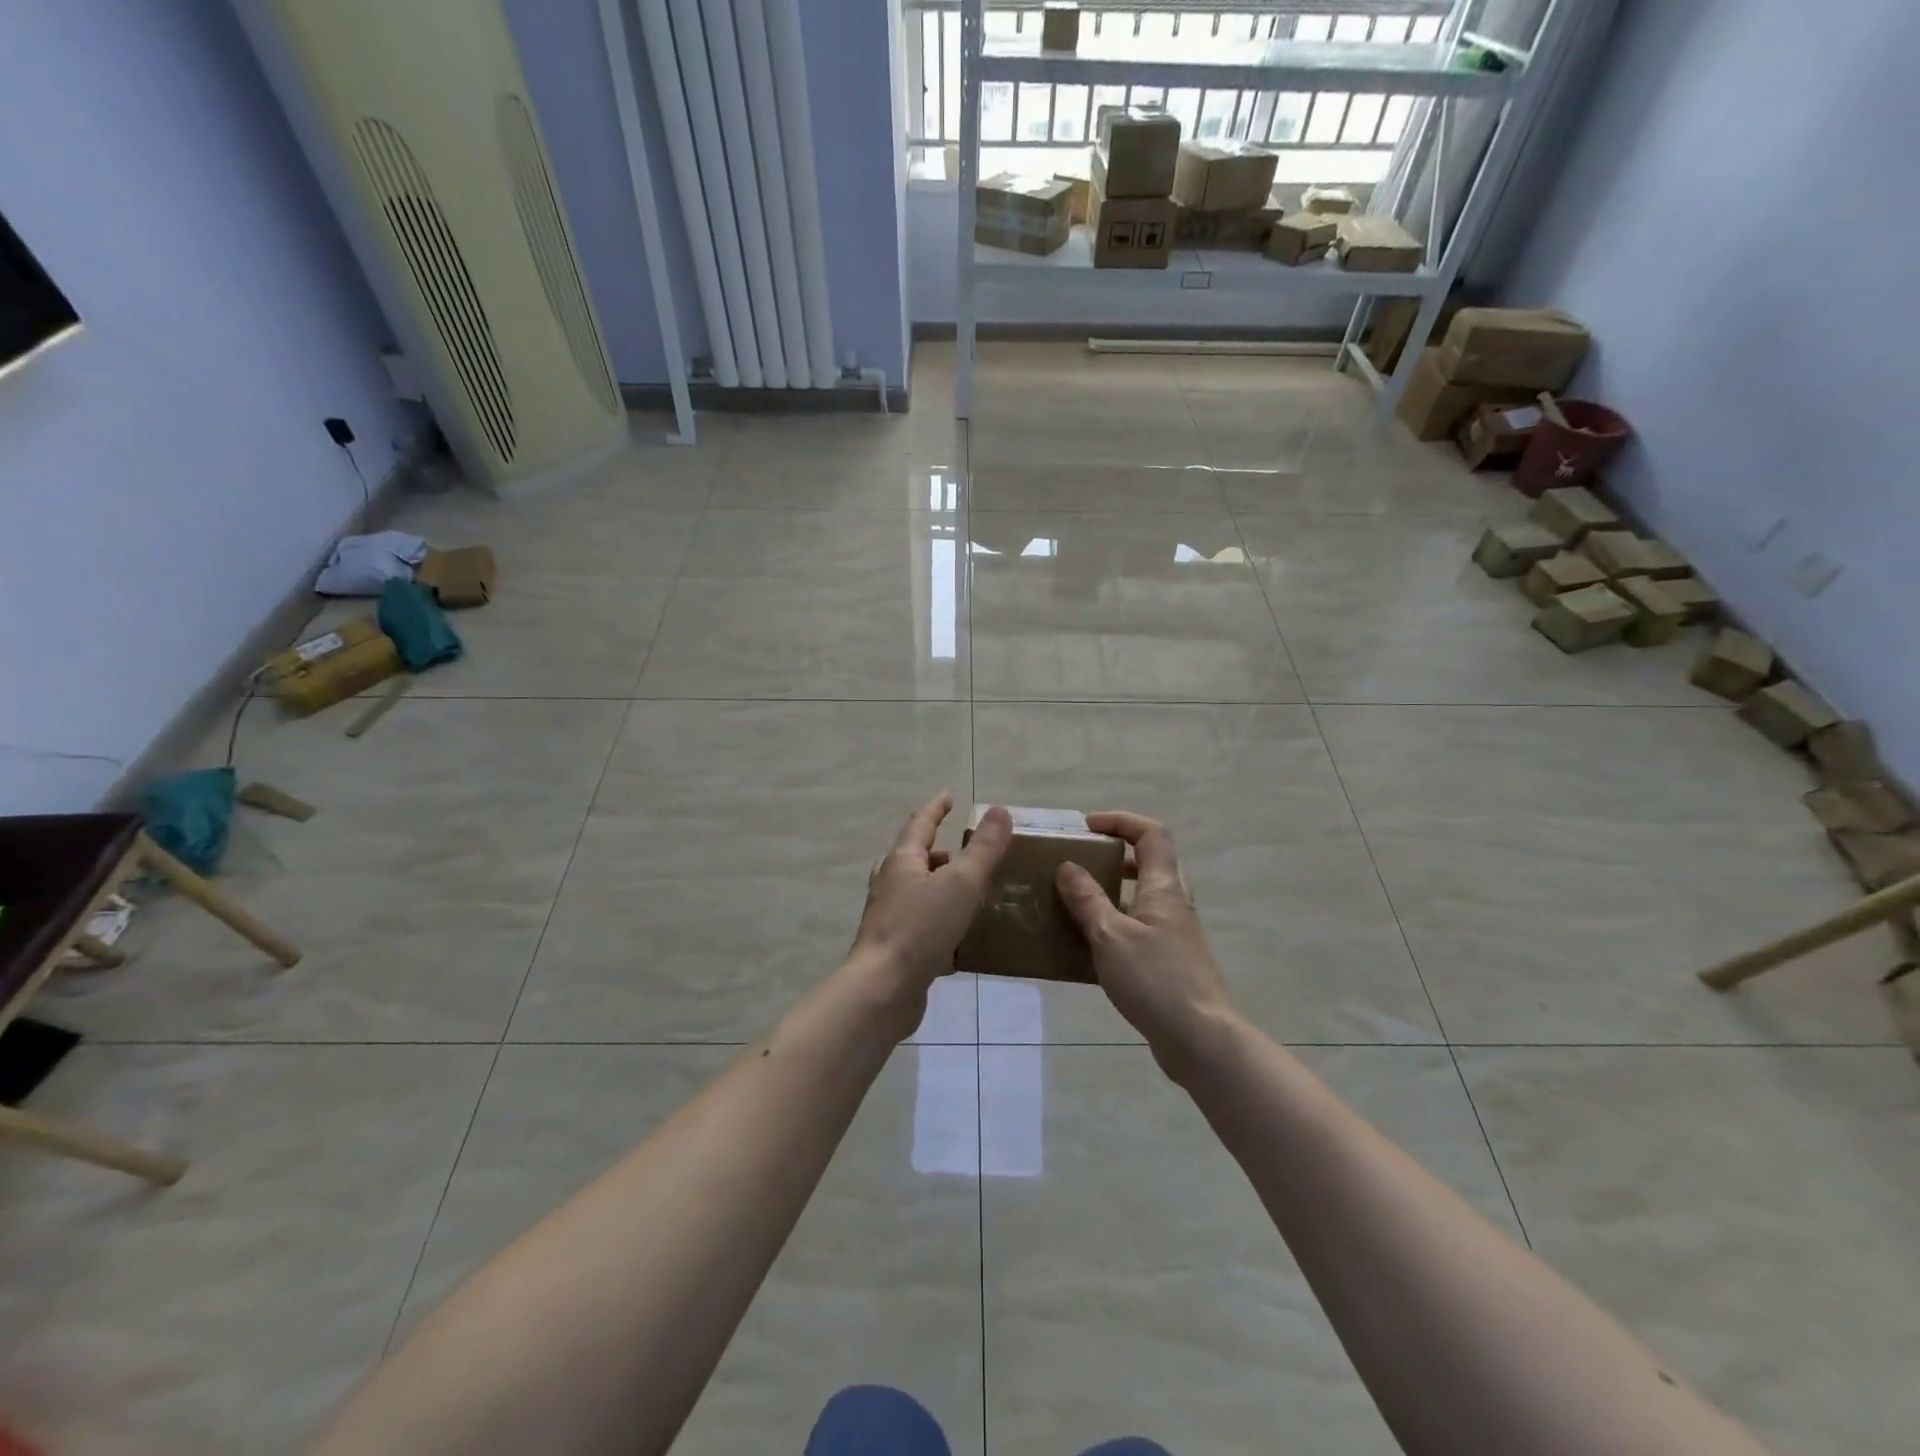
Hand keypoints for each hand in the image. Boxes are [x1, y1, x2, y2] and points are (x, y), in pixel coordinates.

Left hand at [849, 795, 1012, 1032]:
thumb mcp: (962, 883)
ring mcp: (890, 917)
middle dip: (943, 852)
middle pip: (917, 858)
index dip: (937, 809)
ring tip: (974, 894)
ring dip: (943, 888)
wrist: (884, 990)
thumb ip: (984, 849)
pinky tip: (964, 937)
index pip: (921, 823)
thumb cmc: (921, 928)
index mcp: (902, 861)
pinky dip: (943, 922)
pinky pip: (923, 925)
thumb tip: (1000, 810)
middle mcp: (891, 884)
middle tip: (972, 853)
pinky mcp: (896, 948)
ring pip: (920, 893)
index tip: (950, 797)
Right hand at [1056, 812, 1236, 1080]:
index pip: (1151, 834)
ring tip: (1078, 899)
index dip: (1121, 821)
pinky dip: (1116, 922)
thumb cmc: (1155, 980)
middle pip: (1152, 861)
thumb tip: (1067, 865)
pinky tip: (1090, 944)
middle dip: (1116, 852)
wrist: (1199, 1039)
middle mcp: (1174, 903)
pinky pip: (1141, 926)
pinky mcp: (1171, 960)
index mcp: (1163, 888)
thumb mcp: (1110, 936)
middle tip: (1082, 861)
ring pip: (1145, 895)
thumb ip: (1087, 899)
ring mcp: (1176, 933)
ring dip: (1114, 888)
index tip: (1087, 827)